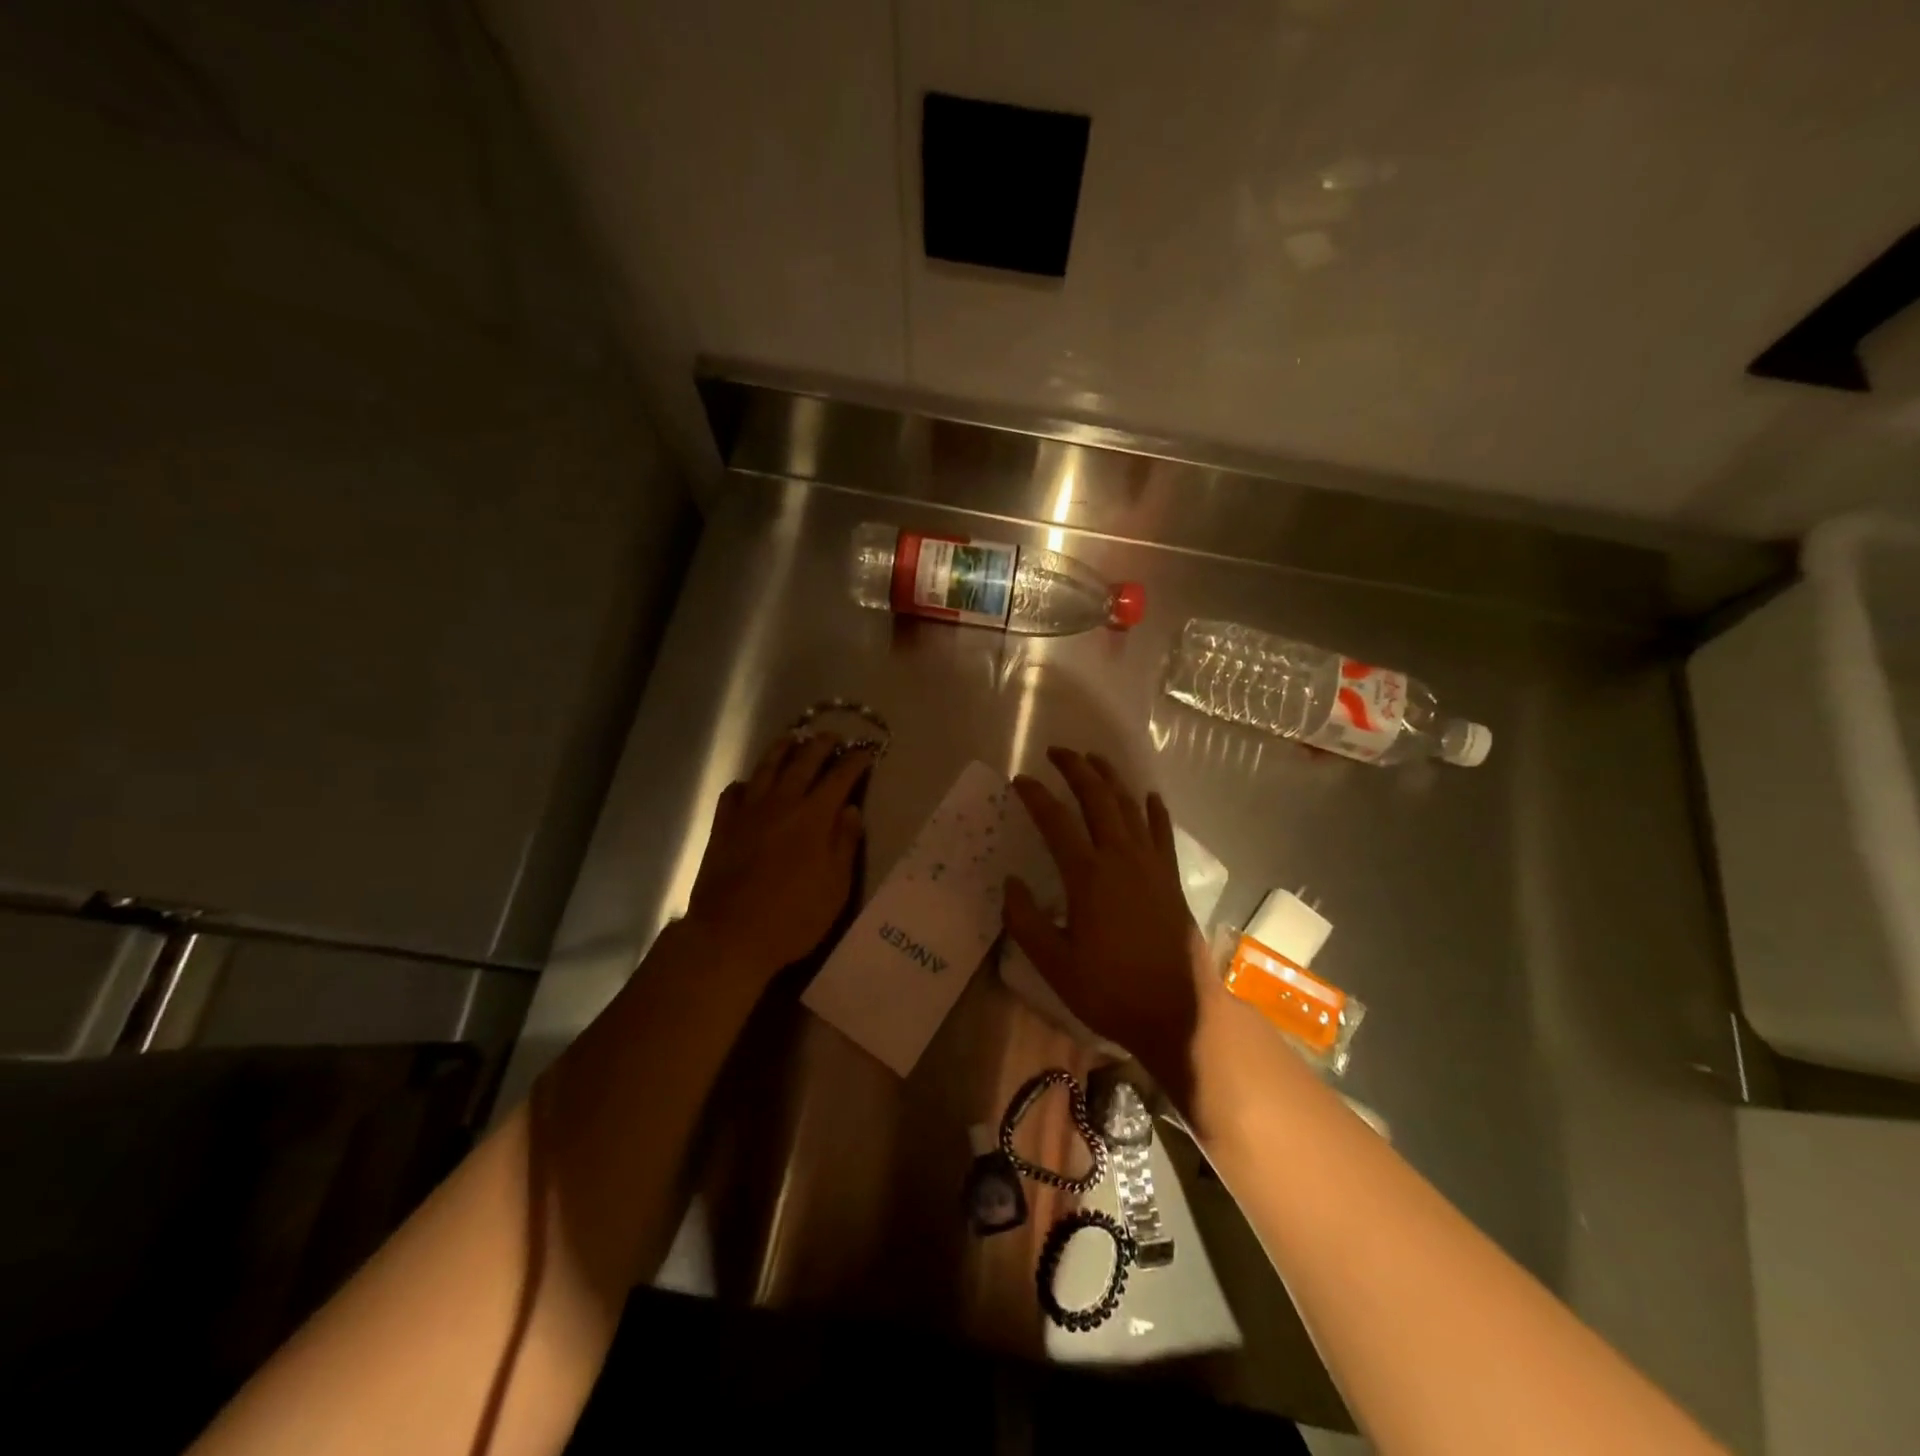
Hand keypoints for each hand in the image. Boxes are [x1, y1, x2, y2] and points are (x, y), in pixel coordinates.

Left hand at [686, 732, 873, 975]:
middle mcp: (781, 803)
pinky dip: (747, 782)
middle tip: (833, 737)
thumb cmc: (793, 917)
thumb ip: (844, 844)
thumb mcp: (835, 887)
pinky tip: (750, 784)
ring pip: (766, 767)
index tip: (866, 751)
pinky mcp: (723, 826)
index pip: (839, 776)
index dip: (855, 760)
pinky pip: (734, 792)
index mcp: (814, 817)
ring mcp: (748, 812)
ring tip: (792, 739)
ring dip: (783, 749)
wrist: (730, 935)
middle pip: (803, 761)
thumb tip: (850, 809)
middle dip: (821, 744)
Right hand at [1002, 748, 1207, 1093]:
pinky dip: (1153, 809)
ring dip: (1111, 778)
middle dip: (1076, 769)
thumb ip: (1026, 921)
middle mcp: (1121, 857)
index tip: (1020, 780)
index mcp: (1088, 875)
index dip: (1036, 796)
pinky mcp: (1171, 877)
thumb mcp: (1055, 965)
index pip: (1056, 820)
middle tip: (1057, 751)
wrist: (1180, 1011)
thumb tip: (1011, 883)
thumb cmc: (1112, 990)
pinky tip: (1149, 796)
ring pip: (1129, 806)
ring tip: (1094, 759)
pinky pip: (1162, 831)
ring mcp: (1151, 864)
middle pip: (1097, 798)